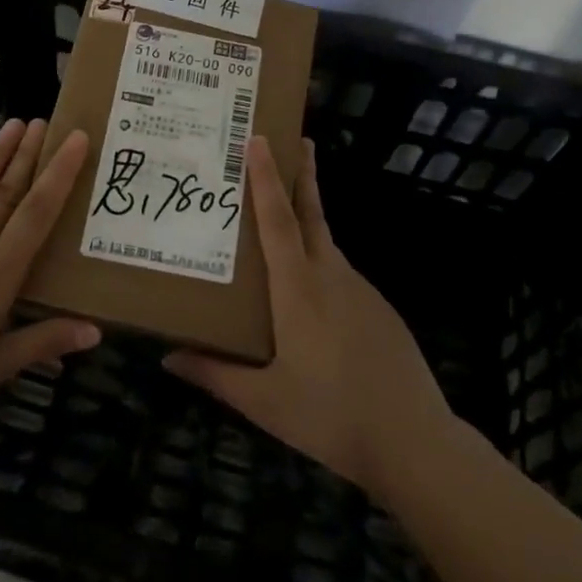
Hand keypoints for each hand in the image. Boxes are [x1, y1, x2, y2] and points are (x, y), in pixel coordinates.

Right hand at [165, 136, 452, 497]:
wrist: (414, 442)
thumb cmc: (330, 416)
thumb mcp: (264, 402)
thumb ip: (215, 374)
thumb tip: (167, 356)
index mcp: (298, 289)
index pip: (278, 220)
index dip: (266, 178)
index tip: (260, 139)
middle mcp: (330, 276)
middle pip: (311, 213)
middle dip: (302, 174)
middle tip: (296, 139)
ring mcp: (360, 290)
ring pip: (325, 242)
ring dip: (307, 218)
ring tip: (281, 220)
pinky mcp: (378, 309)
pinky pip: (340, 273)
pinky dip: (320, 262)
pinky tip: (311, 295)